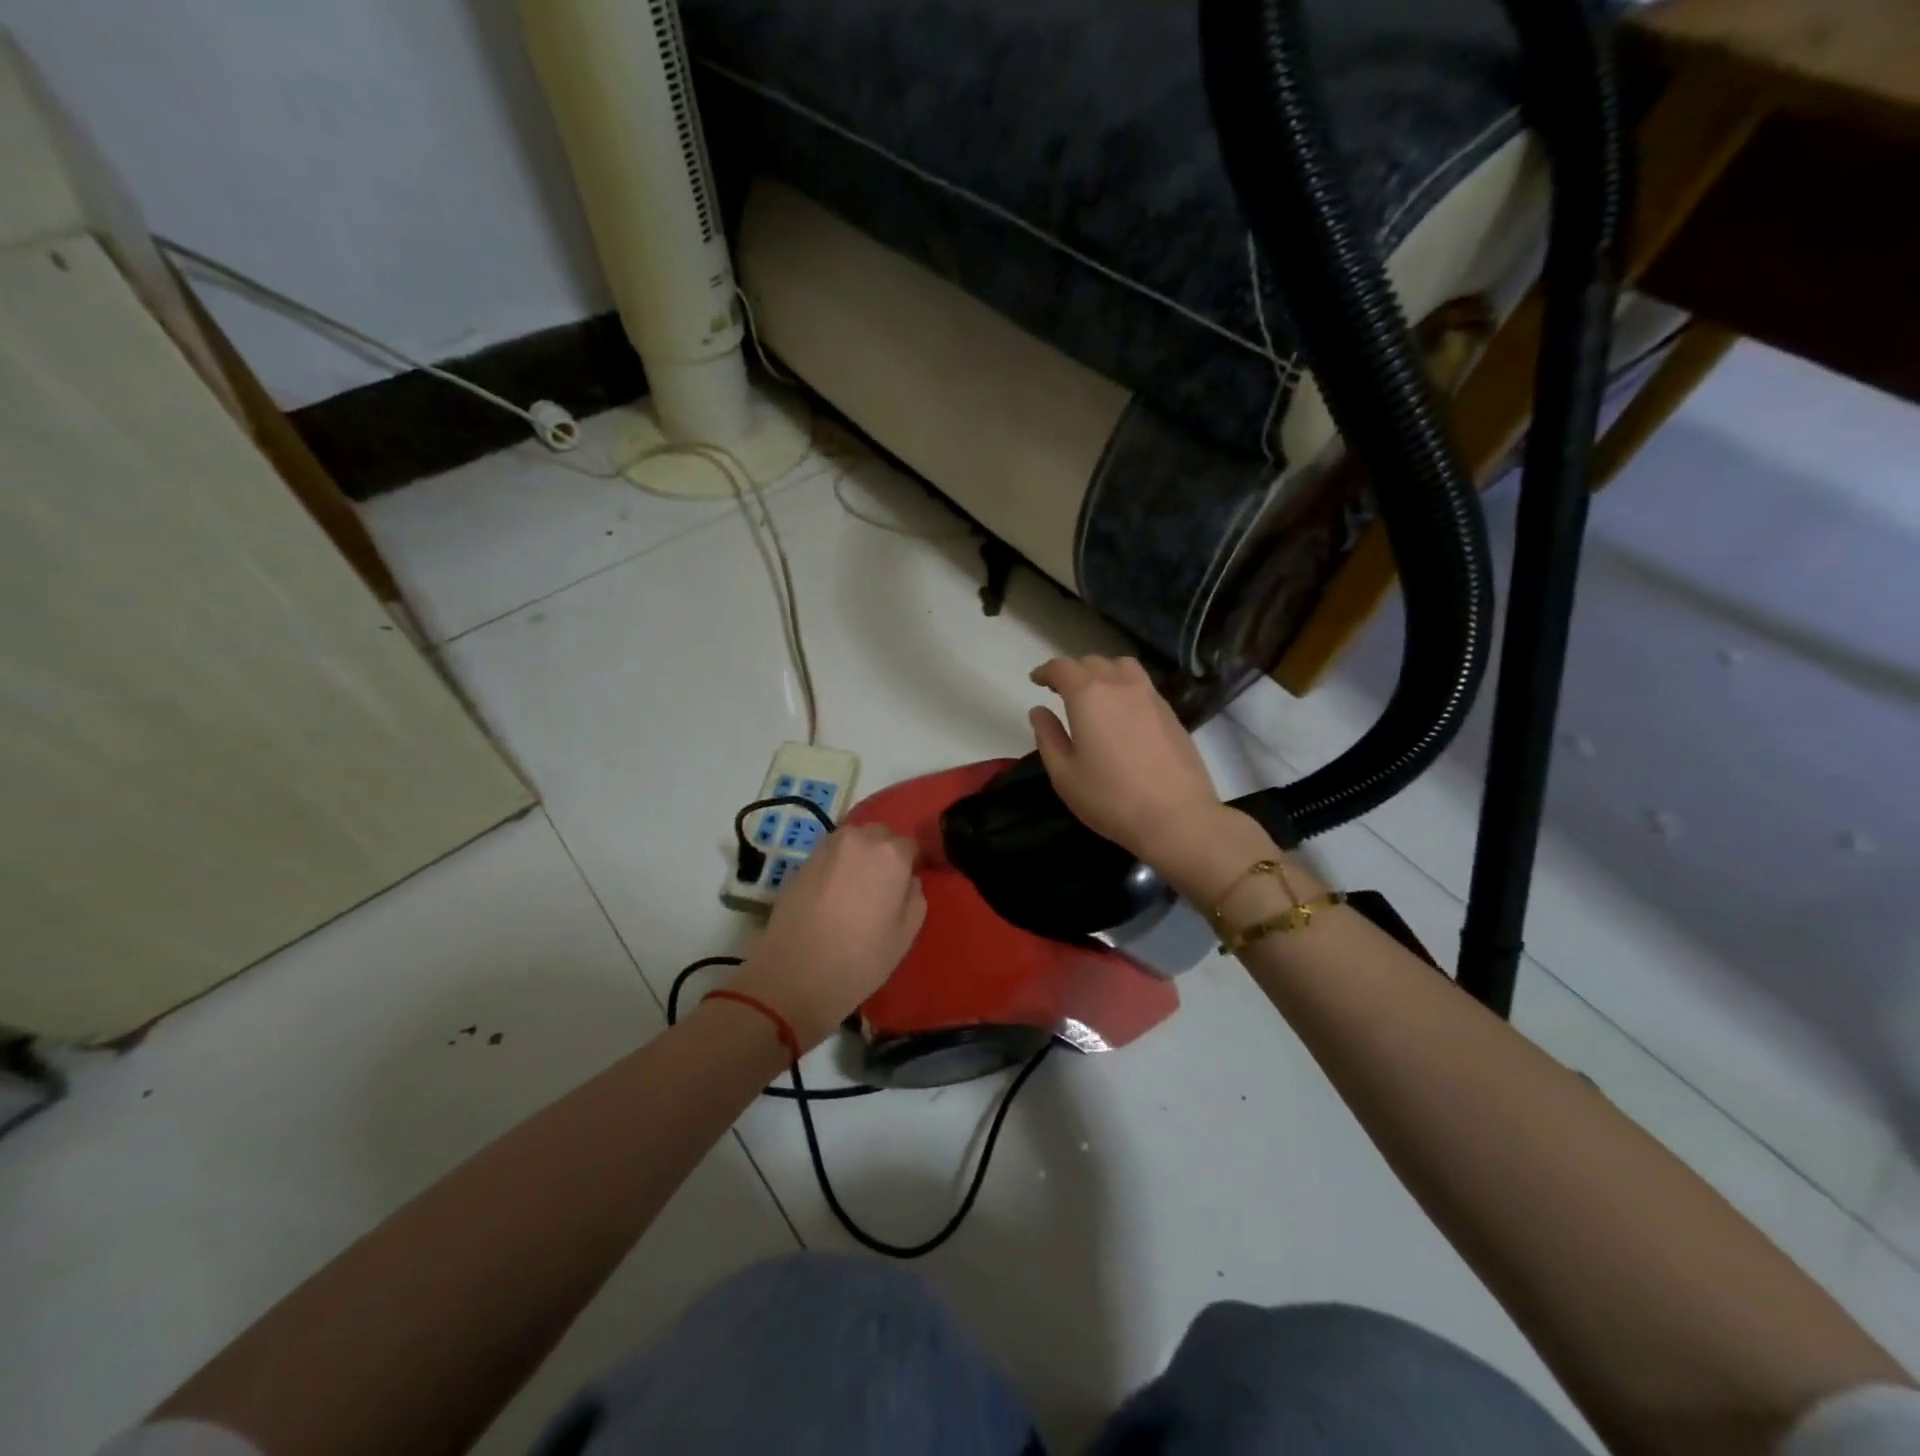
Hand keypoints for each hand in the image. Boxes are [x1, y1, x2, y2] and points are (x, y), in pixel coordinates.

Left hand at [728, 824, 926, 1050]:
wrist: (793, 976)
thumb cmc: (859, 960)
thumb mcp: (905, 936)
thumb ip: (915, 898)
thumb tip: (908, 881)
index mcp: (891, 854)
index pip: (910, 844)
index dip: (910, 863)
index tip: (906, 885)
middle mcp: (859, 839)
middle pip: (880, 835)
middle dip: (885, 853)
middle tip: (882, 886)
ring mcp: (826, 847)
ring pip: (853, 840)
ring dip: (859, 856)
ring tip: (856, 889)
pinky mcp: (801, 861)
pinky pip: (830, 854)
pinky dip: (837, 865)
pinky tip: (833, 893)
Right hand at [1028, 655, 1229, 870]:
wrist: (1176, 817)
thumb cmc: (1111, 798)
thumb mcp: (1064, 775)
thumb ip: (1048, 737)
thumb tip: (1039, 711)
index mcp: (1088, 696)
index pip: (1062, 667)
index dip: (1046, 670)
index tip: (1036, 681)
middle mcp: (1120, 685)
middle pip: (1092, 662)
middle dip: (1072, 671)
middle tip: (1061, 691)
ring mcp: (1150, 696)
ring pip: (1122, 666)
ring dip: (1102, 672)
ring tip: (1095, 693)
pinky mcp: (1170, 712)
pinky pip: (1141, 684)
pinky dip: (1124, 686)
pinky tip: (1122, 711)